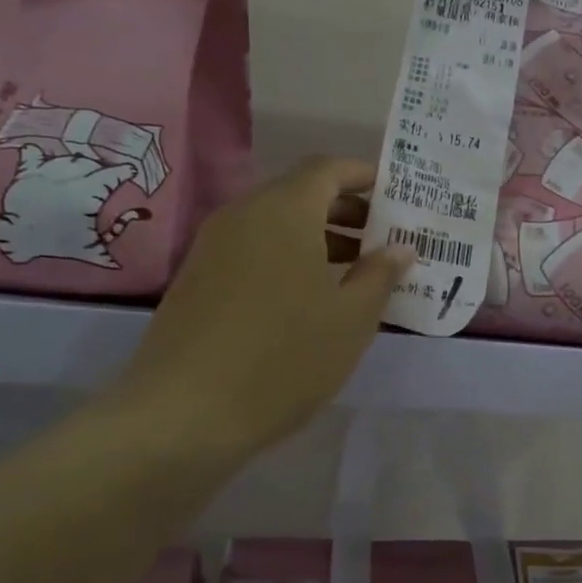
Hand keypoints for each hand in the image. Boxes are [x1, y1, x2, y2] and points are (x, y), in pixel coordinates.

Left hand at [106, 157, 412, 459]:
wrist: (182, 414)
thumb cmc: (283, 359)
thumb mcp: (349, 320)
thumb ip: (379, 276)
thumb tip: (399, 248)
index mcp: (284, 210)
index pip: (327, 168)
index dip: (363, 176)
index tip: (394, 197)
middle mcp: (244, 214)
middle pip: (300, 193)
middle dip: (345, 210)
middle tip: (382, 239)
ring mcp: (213, 246)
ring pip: (275, 224)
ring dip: (317, 237)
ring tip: (353, 273)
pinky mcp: (196, 278)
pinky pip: (252, 249)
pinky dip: (286, 257)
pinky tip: (307, 299)